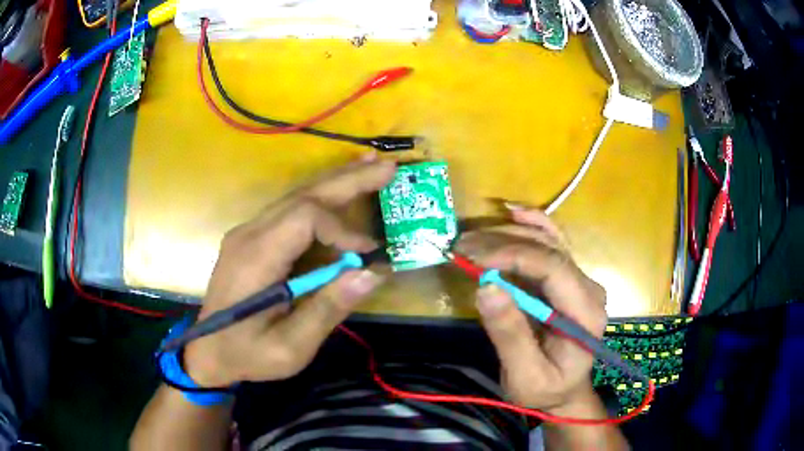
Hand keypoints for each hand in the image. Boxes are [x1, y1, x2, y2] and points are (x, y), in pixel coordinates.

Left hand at [183, 154, 395, 386]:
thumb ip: (328, 309)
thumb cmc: (247, 354)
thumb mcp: (290, 347)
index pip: (305, 217)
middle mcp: (249, 234)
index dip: (342, 228)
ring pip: (296, 196)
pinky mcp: (252, 239)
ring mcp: (248, 233)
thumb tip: (372, 273)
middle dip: (348, 180)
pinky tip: (339, 190)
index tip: (368, 253)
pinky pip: (290, 211)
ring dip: (336, 181)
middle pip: (303, 195)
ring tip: (370, 166)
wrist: (207, 352)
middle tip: (388, 167)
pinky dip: (320, 198)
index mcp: (256, 257)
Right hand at [457, 207, 607, 415]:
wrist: (563, 394)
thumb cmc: (546, 391)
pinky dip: (529, 226)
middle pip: (549, 249)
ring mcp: (580, 281)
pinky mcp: (567, 280)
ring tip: (471, 238)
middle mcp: (589, 288)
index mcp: (585, 313)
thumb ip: (510, 334)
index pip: (554, 268)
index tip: (473, 257)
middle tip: (461, 246)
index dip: (513, 255)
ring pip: (549, 240)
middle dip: (503, 242)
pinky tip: (511, 212)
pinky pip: (550, 244)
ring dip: (509, 233)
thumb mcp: (525, 375)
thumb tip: (485, 287)